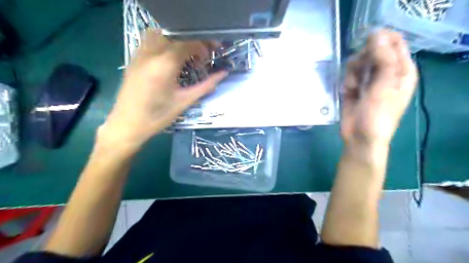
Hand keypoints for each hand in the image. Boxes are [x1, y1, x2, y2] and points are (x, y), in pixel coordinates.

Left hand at [98, 29, 226, 150]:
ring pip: (159, 33)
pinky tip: (168, 58)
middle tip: (200, 55)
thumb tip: (223, 74)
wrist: (128, 124)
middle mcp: (150, 54)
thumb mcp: (185, 101)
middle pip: (174, 35)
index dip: (202, 46)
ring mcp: (139, 54)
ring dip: (175, 39)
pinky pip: (148, 41)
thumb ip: (206, 85)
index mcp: (165, 65)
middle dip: (191, 41)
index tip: (209, 57)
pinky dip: (162, 42)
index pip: (187, 43)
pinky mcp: (133, 59)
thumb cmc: (159, 116)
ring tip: (185, 54)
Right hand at [341, 30, 417, 147]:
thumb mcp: (384, 88)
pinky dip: (347, 81)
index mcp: (402, 70)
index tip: (367, 46)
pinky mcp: (354, 86)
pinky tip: (348, 92)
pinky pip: (349, 74)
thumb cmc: (378, 116)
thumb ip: (383, 61)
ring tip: (354, 87)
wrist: (360, 137)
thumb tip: (377, 34)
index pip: (395, 43)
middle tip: (360, 72)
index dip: (380, 40)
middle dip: (363, 59)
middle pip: (373, 50)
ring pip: (358, 61)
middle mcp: (386, 72)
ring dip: (353, 72)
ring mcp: (369, 79)